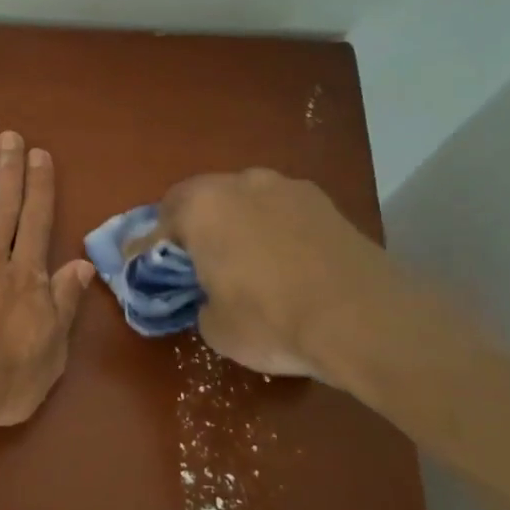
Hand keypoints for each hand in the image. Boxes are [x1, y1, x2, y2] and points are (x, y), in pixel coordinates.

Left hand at [0, 132, 96, 428]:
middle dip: (7, 170)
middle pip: (2, 209)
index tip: (39, 155)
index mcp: (25, 278)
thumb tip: (81, 264)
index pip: (36, 222)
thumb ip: (64, 303)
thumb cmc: (4, 379)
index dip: (39, 187)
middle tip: (8, 137)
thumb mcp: (52, 350)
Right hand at [143, 168, 415, 386]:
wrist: (364, 319)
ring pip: (245, 201)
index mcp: (202, 207)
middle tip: (195, 264)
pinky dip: (272, 230)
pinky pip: (281, 212)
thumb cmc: (271, 320)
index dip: (150, 249)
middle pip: (202, 200)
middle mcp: (241, 183)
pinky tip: (284, 262)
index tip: (146, 270)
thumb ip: (200, 301)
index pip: (159, 221)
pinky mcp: (325, 203)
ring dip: (236, 224)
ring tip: (244, 261)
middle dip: (193, 228)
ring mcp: (288, 187)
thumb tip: (212, 296)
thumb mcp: (214, 327)